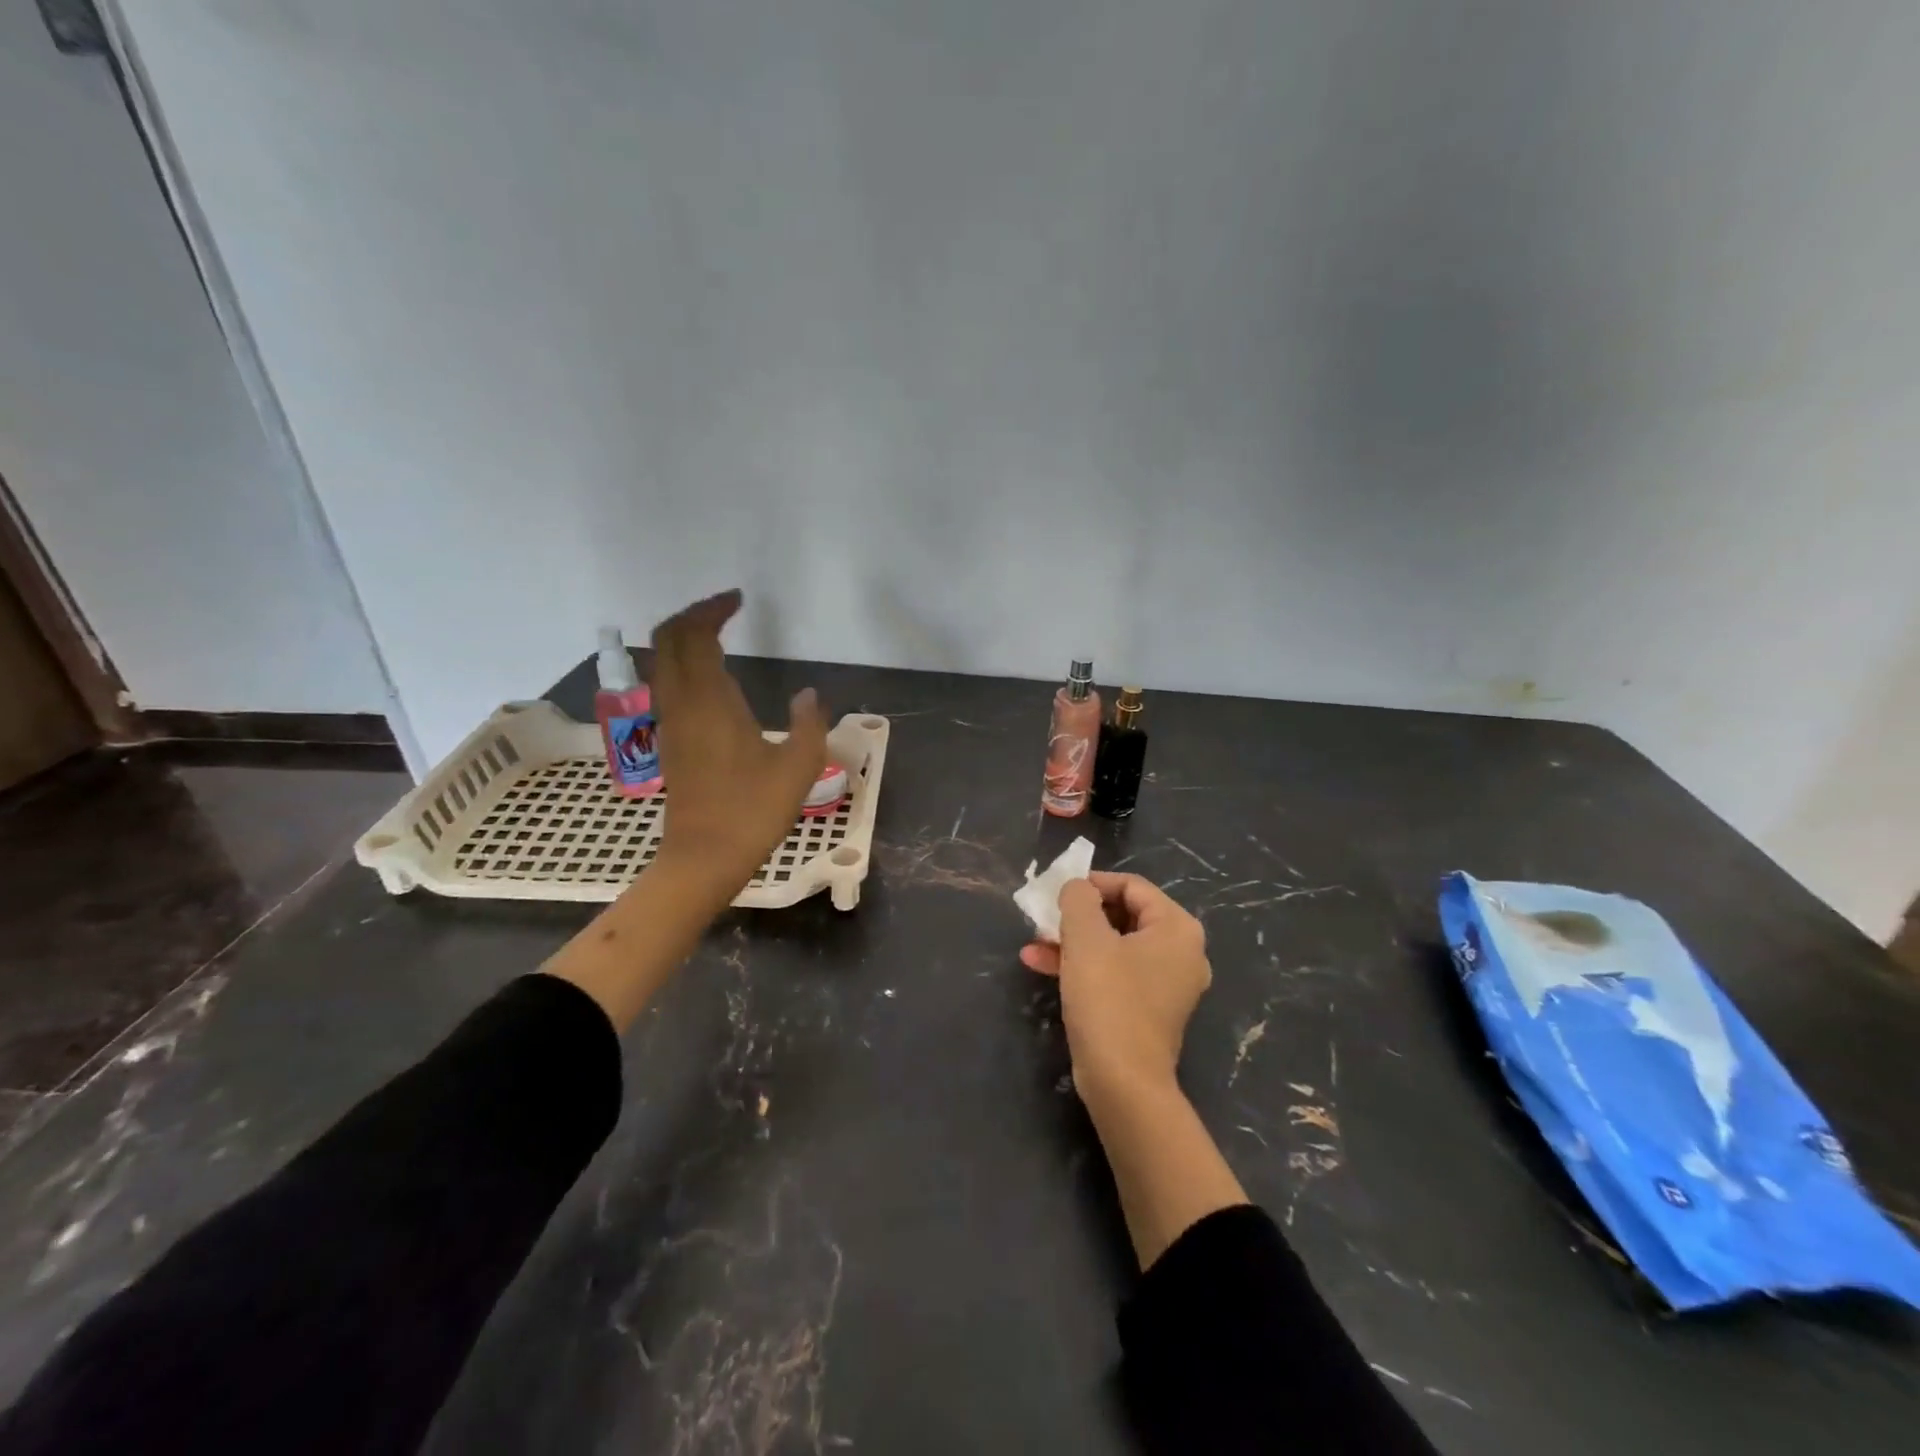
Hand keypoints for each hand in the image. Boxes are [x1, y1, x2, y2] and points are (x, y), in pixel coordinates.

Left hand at [649, 589, 827, 899]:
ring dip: (684, 639)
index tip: (738, 600)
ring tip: (719, 636)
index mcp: (709, 700)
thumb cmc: (752, 810)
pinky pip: (667, 684)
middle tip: (725, 610)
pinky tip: (713, 679)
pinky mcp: (670, 741)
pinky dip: (684, 665)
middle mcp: (681, 702)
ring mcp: (670, 722)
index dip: (711, 609)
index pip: (694, 634)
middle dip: (692, 615)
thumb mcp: (798, 766)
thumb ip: (809, 723)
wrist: (704, 857)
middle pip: (667, 639)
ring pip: (663, 662)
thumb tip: (808, 695)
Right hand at [1020, 872, 1211, 1101]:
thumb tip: (1078, 887)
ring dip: (1073, 941)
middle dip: (1078, 916)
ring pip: (1114, 946)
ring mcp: (1166, 984)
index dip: (1092, 883)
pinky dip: (1083, 966)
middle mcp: (1181, 952)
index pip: (1132, 886)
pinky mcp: (1148, 1010)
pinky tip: (1042, 966)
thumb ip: (1079, 899)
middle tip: (1045, 918)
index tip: (1058, 892)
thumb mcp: (1086, 938)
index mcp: (1177, 928)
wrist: (1122, 1083)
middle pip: (1123, 915)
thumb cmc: (1108, 999)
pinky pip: (1114, 973)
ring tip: (1033, 945)